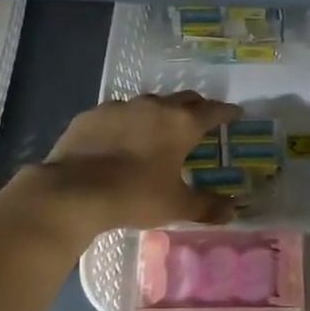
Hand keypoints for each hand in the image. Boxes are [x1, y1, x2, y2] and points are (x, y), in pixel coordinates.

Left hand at [31, 92, 242, 239]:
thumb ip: (207, 206)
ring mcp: (120, 107)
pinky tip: (120, 140)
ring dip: (159, 114)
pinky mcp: (92, 115)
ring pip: (149, 103)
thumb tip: (232, 211)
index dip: (227, 113)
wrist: (74, 191)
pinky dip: (127, 123)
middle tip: (200, 122)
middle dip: (196, 108)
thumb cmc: (135, 196)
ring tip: (158, 131)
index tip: (235, 114)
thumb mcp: (176, 206)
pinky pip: (117, 114)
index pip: (213, 111)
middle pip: (183, 99)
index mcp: (181, 124)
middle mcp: (154, 107)